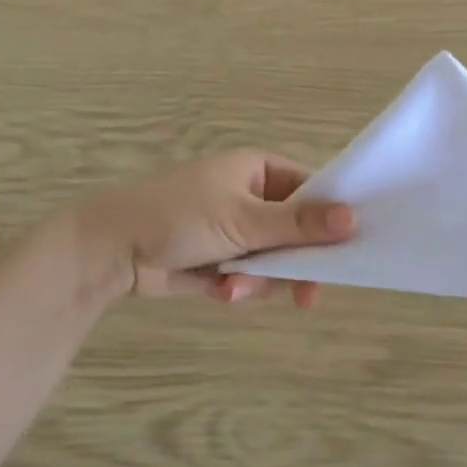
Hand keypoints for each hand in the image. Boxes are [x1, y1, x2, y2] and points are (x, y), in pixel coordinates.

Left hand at [79, 152, 354, 303]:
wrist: (112, 250)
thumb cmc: (180, 216)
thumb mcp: (243, 219)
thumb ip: (299, 224)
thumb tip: (354, 218)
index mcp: (260, 171)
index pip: (313, 190)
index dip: (333, 217)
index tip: (352, 247)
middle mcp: (253, 198)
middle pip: (298, 231)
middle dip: (295, 263)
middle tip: (307, 295)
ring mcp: (238, 230)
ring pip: (276, 261)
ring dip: (261, 280)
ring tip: (234, 288)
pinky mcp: (223, 260)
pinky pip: (252, 277)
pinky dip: (240, 286)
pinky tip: (221, 291)